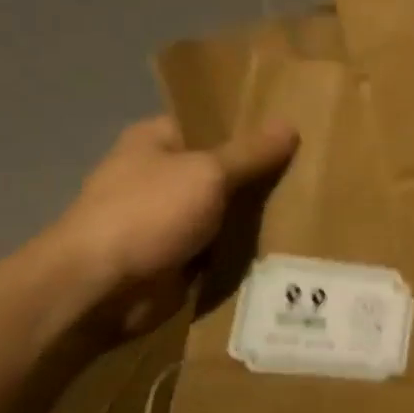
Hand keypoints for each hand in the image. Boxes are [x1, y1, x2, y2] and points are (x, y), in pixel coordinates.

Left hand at [52, 115, 297, 336]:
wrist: (99, 290)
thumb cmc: (147, 214)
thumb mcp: (208, 173)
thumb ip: (251, 153)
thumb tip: (290, 124)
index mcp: (156, 140)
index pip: (211, 122)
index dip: (251, 125)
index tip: (296, 129)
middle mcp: (161, 175)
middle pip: (224, 167)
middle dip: (262, 172)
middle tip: (315, 171)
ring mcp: (168, 219)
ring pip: (227, 209)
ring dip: (257, 214)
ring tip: (312, 205)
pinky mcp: (179, 257)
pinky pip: (222, 245)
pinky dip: (246, 248)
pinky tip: (288, 241)